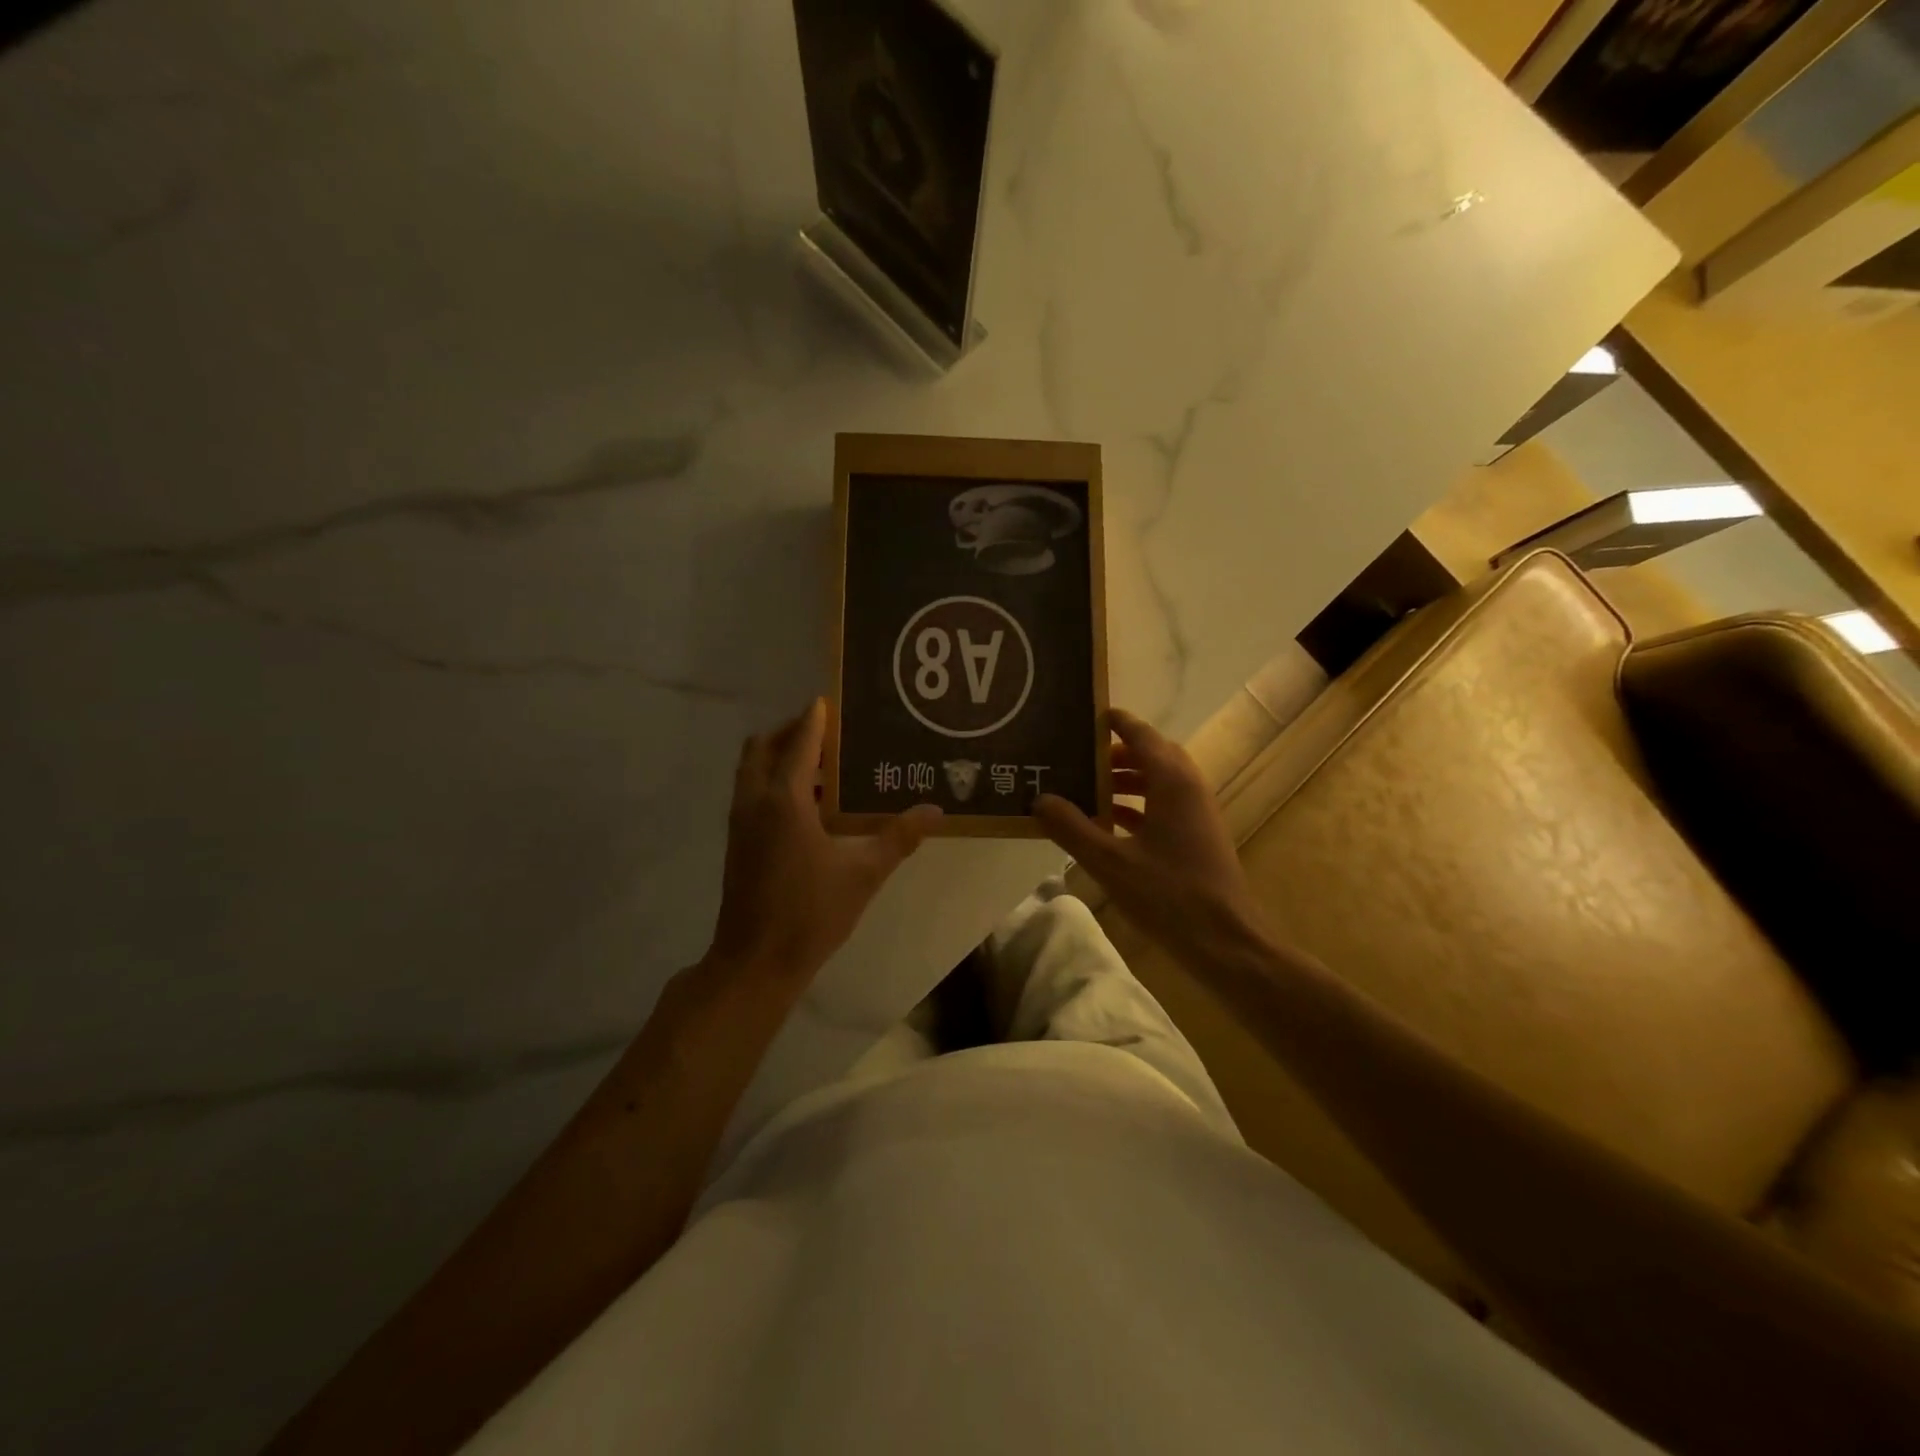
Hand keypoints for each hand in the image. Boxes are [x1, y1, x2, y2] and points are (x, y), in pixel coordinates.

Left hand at [709, 699, 941, 982]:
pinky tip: (808, 806)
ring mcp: (741, 823)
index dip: (814, 719)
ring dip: (779, 757)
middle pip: (763, 748)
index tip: (829, 701)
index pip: (799, 743)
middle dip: (789, 732)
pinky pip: (752, 793)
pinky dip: (773, 782)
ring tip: (821, 765)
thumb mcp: (864, 874)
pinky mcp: (738, 843)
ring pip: (752, 771)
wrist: (756, 962)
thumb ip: (899, 838)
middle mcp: (755, 802)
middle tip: (825, 732)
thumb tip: (936, 810)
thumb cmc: (811, 913)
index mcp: (784, 801)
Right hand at [1035, 708, 1262, 959]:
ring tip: (1087, 788)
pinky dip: (1137, 805)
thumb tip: (1040, 800)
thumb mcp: (1110, 862)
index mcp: (1172, 782)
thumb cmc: (1169, 894)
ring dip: (1126, 780)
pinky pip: (1165, 805)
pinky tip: (1109, 823)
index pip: (1142, 735)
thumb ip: (1072, 828)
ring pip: (1159, 781)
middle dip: (1117, 752)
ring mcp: (1197, 813)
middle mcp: (1189, 788)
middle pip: (1152, 754)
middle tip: (1080, 755)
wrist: (1225, 941)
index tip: (1088, 713)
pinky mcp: (1198, 836)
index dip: (1116, 721)